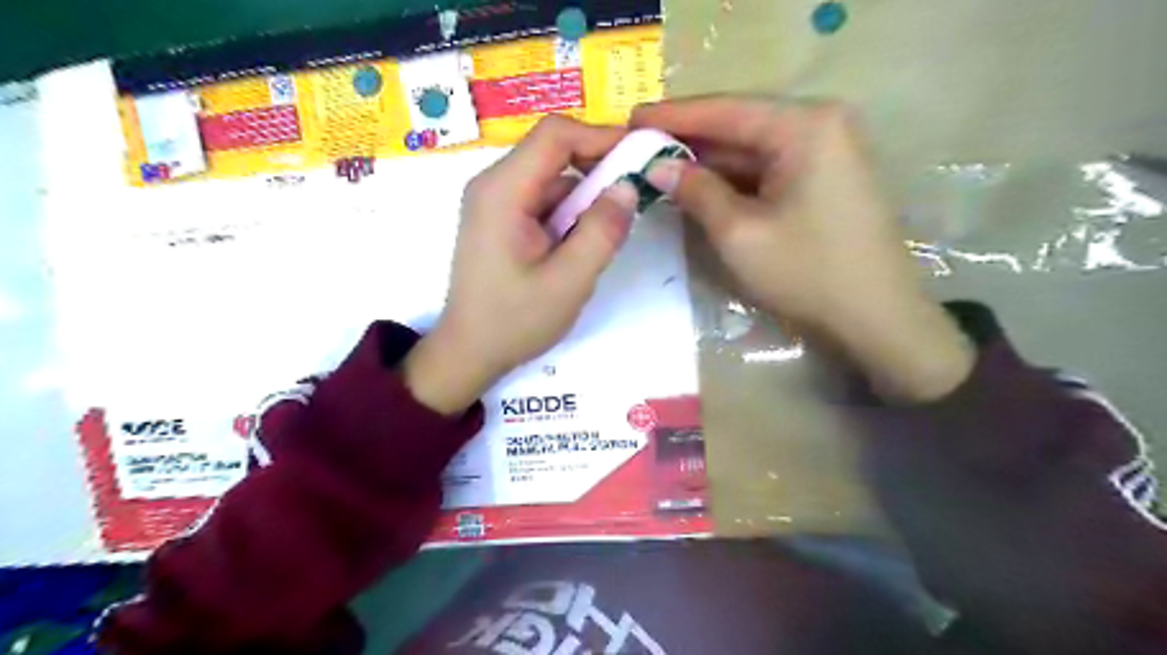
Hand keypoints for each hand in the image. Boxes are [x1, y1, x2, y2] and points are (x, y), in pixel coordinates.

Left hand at [403, 115, 636, 414]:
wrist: (469, 352)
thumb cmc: (515, 320)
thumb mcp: (569, 280)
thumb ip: (602, 232)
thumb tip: (628, 187)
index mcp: (503, 190)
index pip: (555, 135)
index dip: (601, 136)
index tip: (639, 157)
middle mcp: (493, 185)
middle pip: (552, 153)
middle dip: (596, 170)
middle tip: (631, 198)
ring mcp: (494, 202)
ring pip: (551, 179)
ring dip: (584, 198)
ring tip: (606, 234)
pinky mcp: (499, 220)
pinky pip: (542, 201)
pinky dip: (568, 215)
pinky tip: (578, 247)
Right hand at [635, 98, 971, 402]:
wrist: (877, 319)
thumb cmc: (807, 273)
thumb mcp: (739, 233)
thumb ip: (696, 191)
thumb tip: (659, 167)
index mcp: (806, 126)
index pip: (726, 110)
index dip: (673, 116)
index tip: (630, 119)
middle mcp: (821, 125)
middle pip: (741, 125)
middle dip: (689, 139)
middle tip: (637, 144)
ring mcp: (827, 151)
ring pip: (753, 150)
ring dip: (708, 161)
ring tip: (657, 163)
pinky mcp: (826, 179)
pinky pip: (769, 169)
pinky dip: (733, 179)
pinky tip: (698, 183)